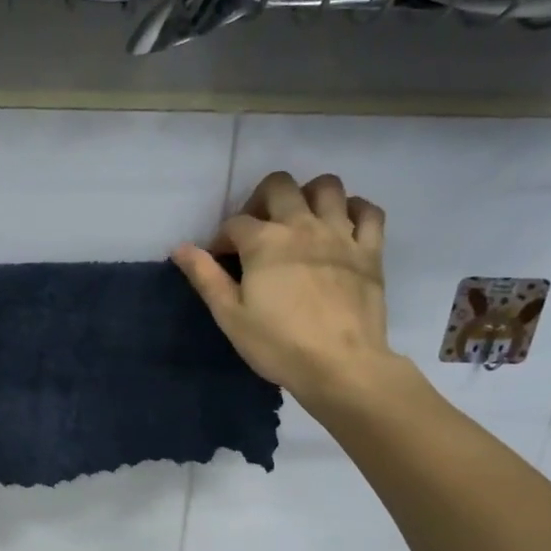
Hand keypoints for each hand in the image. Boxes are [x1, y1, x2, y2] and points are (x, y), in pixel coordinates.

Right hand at [174, 171, 404, 404]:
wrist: (340, 365)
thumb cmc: (278, 344)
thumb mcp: (230, 316)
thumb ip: (205, 277)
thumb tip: (180, 248)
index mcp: (264, 241)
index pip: (234, 223)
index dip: (222, 240)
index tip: (221, 263)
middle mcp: (302, 225)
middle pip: (279, 185)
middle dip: (260, 201)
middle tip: (258, 232)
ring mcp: (341, 234)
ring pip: (327, 186)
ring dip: (308, 195)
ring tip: (299, 221)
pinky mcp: (370, 250)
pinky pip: (368, 211)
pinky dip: (354, 210)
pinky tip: (341, 226)